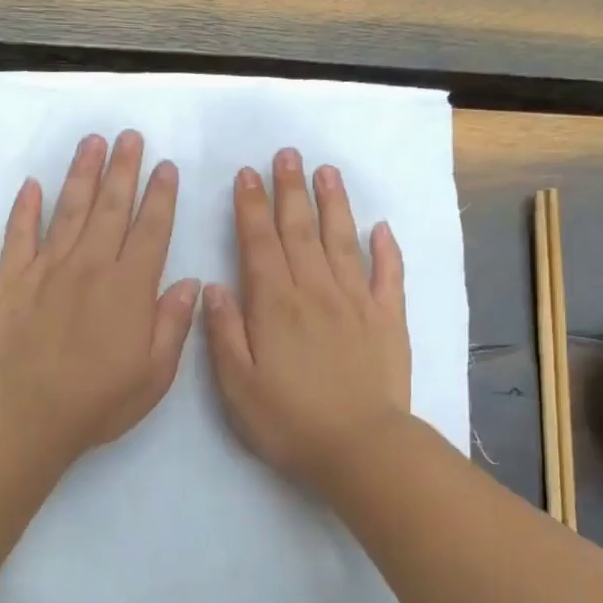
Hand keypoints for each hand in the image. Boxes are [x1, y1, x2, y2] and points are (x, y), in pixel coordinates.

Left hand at [0, 129, 199, 463]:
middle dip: (124, 169)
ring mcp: (47, 268)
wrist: (25, 415)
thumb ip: (173, 325)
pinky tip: (33, 184)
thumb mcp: (153, 375)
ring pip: (69, 209)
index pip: (151, 230)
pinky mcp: (12, 278)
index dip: (160, 196)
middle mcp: (90, 266)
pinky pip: (19, 233)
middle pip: (111, 207)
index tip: (165, 167)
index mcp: (129, 288)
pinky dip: (26, 207)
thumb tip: (191, 283)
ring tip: (93, 142)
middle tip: (130, 136)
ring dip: (83, 174)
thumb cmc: (97, 402)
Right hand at [204, 147, 409, 490]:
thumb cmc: (288, 421)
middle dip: (291, 190)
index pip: (259, 243)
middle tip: (288, 154)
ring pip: (342, 240)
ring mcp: (356, 302)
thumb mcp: (237, 384)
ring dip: (332, 204)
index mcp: (274, 305)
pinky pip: (387, 275)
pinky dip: (385, 249)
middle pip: (300, 231)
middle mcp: (315, 291)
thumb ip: (225, 331)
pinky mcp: (388, 320)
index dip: (252, 207)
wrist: (360, 448)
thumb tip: (214, 286)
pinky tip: (381, 228)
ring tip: (327, 172)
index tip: (249, 174)